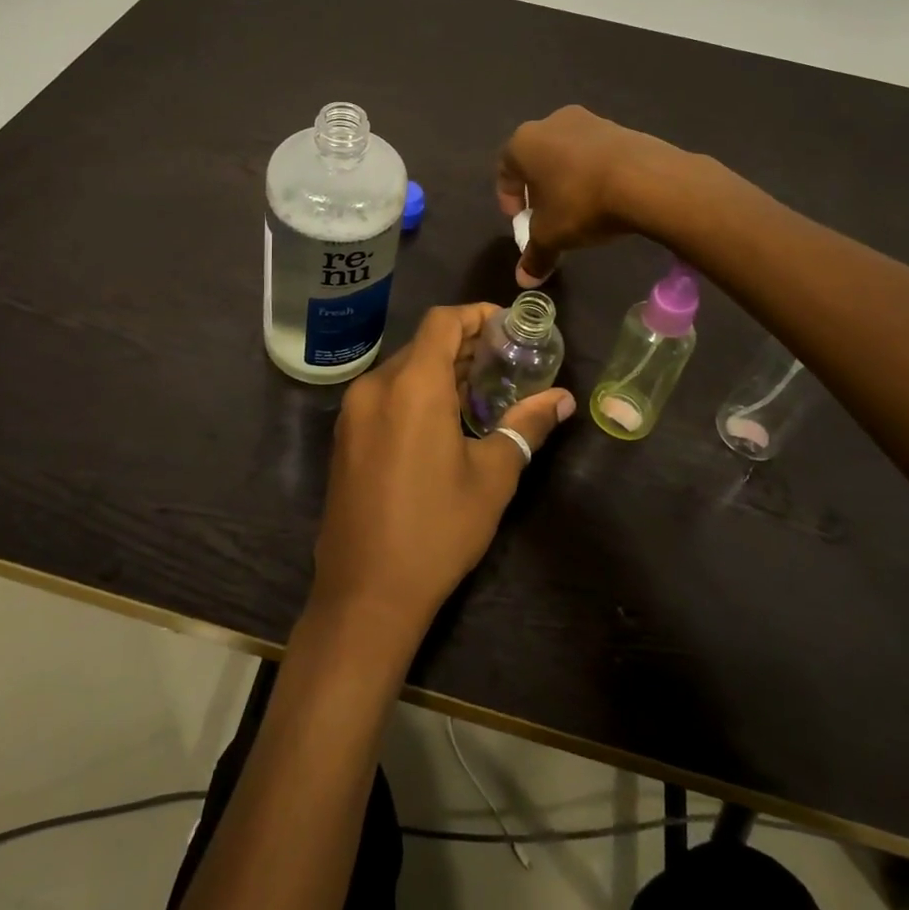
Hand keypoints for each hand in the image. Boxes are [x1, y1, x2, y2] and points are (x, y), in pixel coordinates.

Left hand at [309, 304, 575, 644]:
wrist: (365, 593)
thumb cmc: (437, 530)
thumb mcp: (492, 477)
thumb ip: (527, 426)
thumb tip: (563, 399)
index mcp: (412, 385)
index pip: (443, 321)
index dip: (477, 315)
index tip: (509, 328)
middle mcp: (376, 386)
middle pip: (423, 343)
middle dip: (465, 345)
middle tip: (506, 362)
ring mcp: (354, 411)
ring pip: (402, 369)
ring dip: (440, 370)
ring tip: (481, 392)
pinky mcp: (345, 436)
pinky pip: (384, 394)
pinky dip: (415, 392)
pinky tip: (443, 422)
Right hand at [496, 106, 687, 286]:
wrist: (646, 179)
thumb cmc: (581, 202)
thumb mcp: (552, 235)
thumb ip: (534, 255)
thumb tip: (523, 280)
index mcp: (523, 143)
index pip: (505, 171)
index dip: (509, 199)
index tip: (521, 222)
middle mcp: (551, 123)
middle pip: (536, 159)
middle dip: (539, 188)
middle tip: (548, 215)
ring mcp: (588, 120)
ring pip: (567, 153)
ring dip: (567, 178)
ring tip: (580, 208)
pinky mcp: (620, 127)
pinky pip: (596, 152)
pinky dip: (594, 172)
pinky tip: (606, 196)